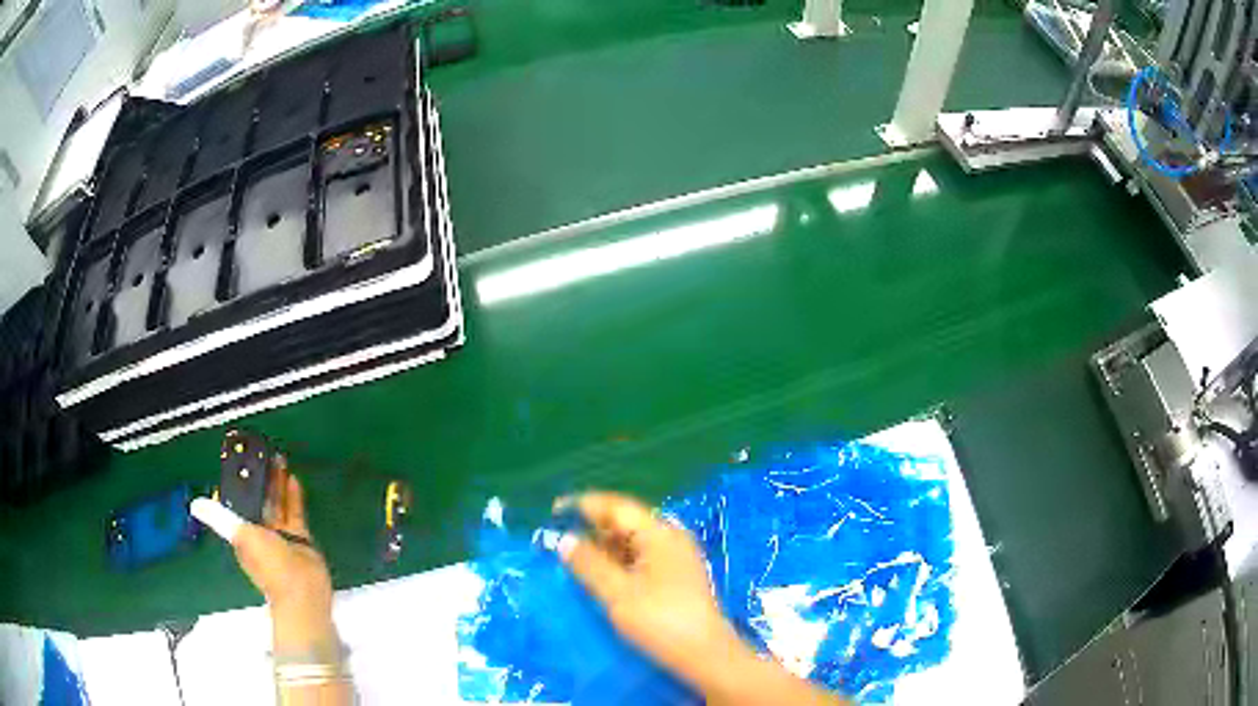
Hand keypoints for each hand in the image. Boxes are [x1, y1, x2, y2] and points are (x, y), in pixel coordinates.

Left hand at [192, 462, 335, 654]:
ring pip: (275, 502)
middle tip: (261, 454)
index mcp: (242, 533)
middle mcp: (259, 532)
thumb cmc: (270, 563)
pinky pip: (293, 511)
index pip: (236, 503)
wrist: (303, 590)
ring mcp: (280, 535)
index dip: (237, 484)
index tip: (239, 462)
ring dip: (275, 483)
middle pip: (257, 500)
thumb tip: (194, 504)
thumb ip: (221, 518)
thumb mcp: (241, 536)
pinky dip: (292, 495)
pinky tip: (292, 477)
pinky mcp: (299, 537)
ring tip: (278, 458)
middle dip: (258, 479)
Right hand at [557, 492, 842, 705]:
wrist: (705, 655)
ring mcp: (676, 558)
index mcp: (660, 534)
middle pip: (626, 522)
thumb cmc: (661, 620)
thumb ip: (589, 564)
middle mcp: (671, 539)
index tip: (556, 509)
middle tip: (560, 535)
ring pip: (633, 542)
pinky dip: (618, 561)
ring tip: (573, 555)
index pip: (618, 507)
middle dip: (593, 526)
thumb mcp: (618, 593)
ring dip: (604, 546)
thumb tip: (564, 539)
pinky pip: (641, 558)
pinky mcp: (676, 578)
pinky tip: (600, 573)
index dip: (586, 504)